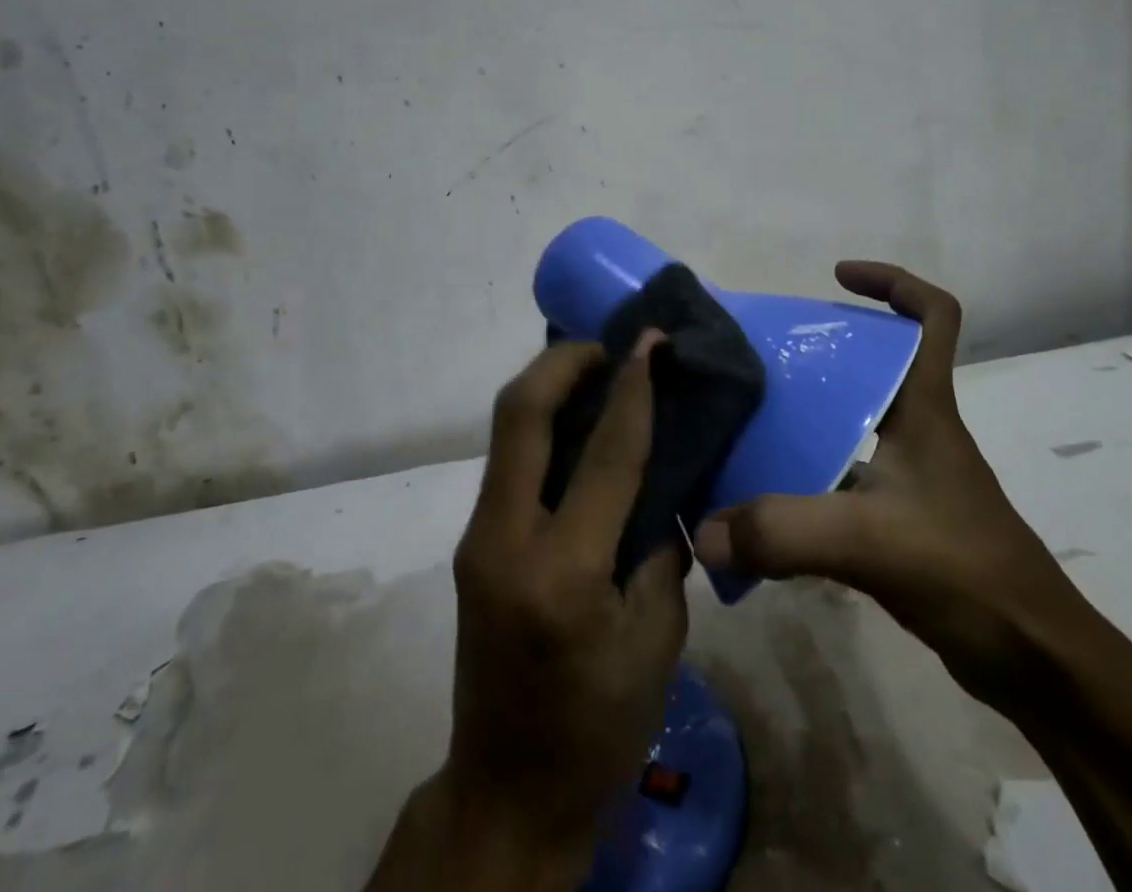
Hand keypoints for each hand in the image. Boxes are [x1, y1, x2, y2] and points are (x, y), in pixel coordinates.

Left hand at [396, 334, 687, 887]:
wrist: (507, 789)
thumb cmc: (598, 726)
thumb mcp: (657, 641)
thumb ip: (659, 550)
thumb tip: (656, 484)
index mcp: (564, 572)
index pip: (605, 455)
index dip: (633, 388)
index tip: (651, 340)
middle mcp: (506, 539)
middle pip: (521, 414)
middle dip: (564, 361)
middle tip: (610, 345)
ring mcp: (477, 538)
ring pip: (507, 430)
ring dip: (549, 386)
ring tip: (595, 370)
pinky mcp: (472, 543)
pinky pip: (508, 460)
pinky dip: (541, 425)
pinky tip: (576, 425)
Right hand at [693, 261, 1078, 710]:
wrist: (1035, 663)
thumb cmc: (967, 571)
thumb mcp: (870, 540)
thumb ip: (784, 531)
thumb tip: (703, 530)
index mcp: (925, 408)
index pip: (933, 316)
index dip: (892, 282)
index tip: (836, 277)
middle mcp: (919, 429)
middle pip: (874, 362)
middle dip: (822, 348)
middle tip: (760, 354)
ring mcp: (913, 475)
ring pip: (854, 418)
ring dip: (809, 411)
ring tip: (749, 414)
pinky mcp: (901, 518)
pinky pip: (844, 472)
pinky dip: (808, 472)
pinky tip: (766, 489)